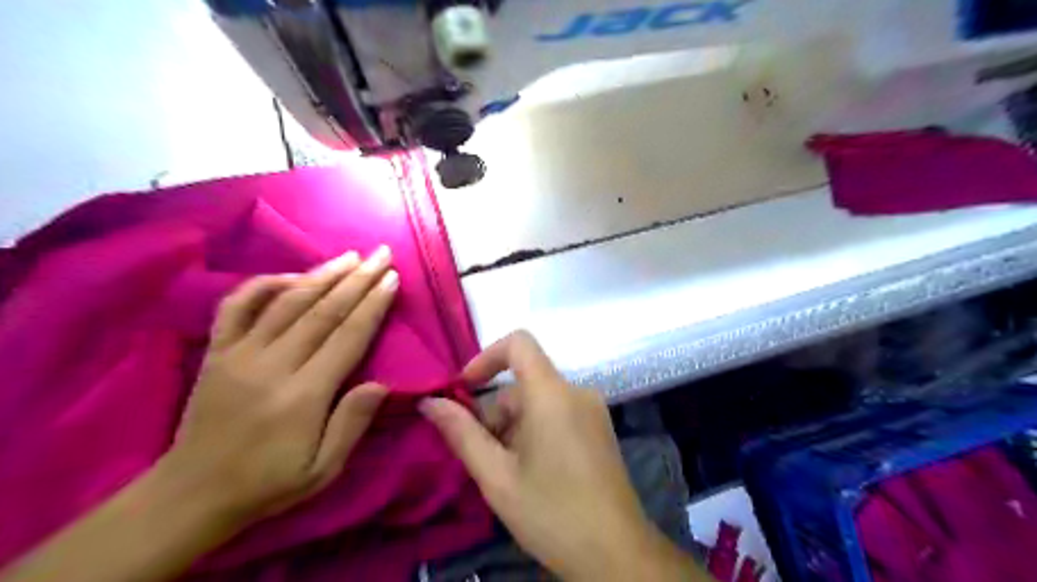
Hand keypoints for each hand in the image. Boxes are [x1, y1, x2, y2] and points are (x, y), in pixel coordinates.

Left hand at [160, 247, 396, 525]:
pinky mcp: (216, 352)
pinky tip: (291, 274)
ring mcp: (239, 354)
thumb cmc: (269, 482)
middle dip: (357, 279)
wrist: (192, 493)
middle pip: (323, 311)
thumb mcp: (323, 469)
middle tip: (381, 254)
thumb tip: (381, 383)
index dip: (373, 304)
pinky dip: (264, 284)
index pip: (347, 336)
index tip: (392, 279)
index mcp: (304, 394)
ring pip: (286, 302)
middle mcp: (272, 365)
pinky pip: (237, 306)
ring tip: (350, 256)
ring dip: (322, 274)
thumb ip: (352, 423)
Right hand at [421, 332, 704, 580]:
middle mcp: (577, 391)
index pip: (519, 343)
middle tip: (482, 457)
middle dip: (495, 413)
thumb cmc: (551, 512)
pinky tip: (530, 471)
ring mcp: (592, 410)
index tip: (464, 389)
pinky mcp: (599, 428)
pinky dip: (535, 430)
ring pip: (539, 402)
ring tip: (506, 473)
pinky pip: (557, 413)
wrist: (616, 554)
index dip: (486, 357)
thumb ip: (461, 433)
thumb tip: (430, 402)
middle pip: (524, 383)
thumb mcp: (496, 476)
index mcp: (552, 393)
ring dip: (513, 427)